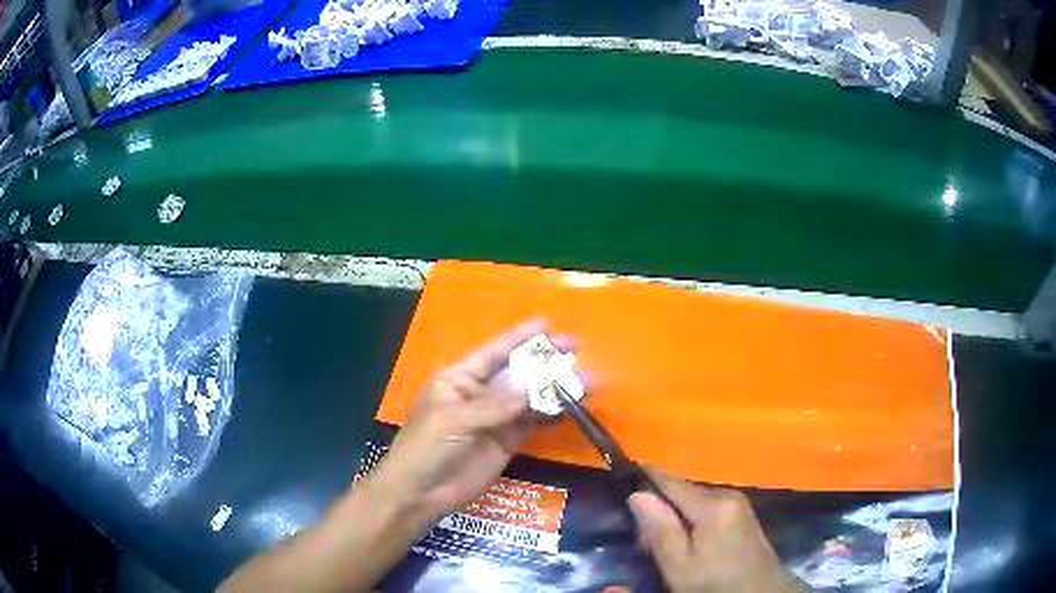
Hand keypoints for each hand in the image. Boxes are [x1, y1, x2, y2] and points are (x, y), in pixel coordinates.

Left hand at [369, 319, 565, 524]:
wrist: (419, 493)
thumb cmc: (426, 448)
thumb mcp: (455, 421)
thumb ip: (495, 404)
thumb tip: (533, 384)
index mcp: (460, 379)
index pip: (494, 352)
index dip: (520, 337)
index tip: (548, 324)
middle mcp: (480, 394)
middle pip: (518, 373)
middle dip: (545, 362)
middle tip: (578, 350)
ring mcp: (495, 419)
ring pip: (530, 398)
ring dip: (556, 390)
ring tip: (588, 382)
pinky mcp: (507, 442)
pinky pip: (533, 423)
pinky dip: (552, 415)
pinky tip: (573, 408)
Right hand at [628, 470, 806, 592]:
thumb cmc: (715, 584)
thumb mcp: (680, 566)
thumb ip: (660, 530)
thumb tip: (637, 494)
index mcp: (713, 504)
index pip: (670, 481)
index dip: (645, 479)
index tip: (621, 480)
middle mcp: (729, 494)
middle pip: (682, 492)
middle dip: (660, 509)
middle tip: (643, 539)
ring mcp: (739, 505)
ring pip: (695, 502)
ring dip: (676, 518)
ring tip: (662, 545)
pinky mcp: (743, 516)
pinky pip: (709, 510)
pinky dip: (692, 523)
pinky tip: (688, 545)